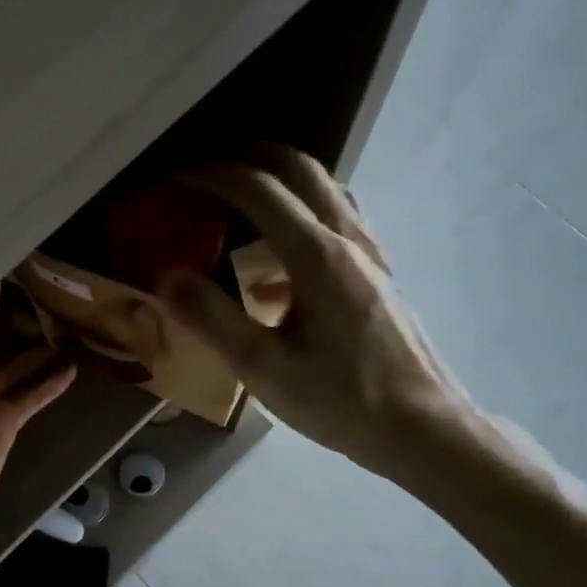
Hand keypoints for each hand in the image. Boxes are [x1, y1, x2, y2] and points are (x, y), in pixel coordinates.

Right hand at [155, 144, 480, 482]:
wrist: (421, 428)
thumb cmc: (341, 400)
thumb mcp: (264, 368)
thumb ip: (211, 319)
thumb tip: (165, 277)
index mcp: (317, 256)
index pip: (259, 190)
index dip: (212, 175)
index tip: (174, 178)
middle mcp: (348, 241)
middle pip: (301, 170)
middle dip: (251, 158)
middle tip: (208, 170)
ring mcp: (370, 257)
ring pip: (326, 191)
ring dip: (282, 182)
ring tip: (242, 201)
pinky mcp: (379, 278)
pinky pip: (338, 225)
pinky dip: (302, 219)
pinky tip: (276, 268)